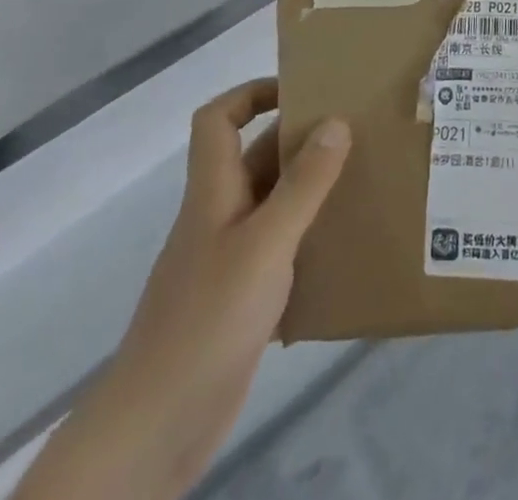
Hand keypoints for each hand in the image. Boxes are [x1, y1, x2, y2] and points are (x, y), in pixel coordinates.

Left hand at [15, 81, 349, 499]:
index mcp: (214, 190)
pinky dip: (306, 240)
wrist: (157, 426)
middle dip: (299, 140)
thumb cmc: (209, 318)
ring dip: (309, 190)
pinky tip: (341, 249)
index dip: (252, 93)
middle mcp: (218, 215)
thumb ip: (303, 184)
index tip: (302, 91)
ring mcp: (226, 259)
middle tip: (355, 131)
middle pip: (255, 158)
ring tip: (361, 180)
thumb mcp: (266, 243)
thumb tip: (336, 121)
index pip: (218, 120)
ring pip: (271, 205)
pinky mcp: (238, 300)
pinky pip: (278, 250)